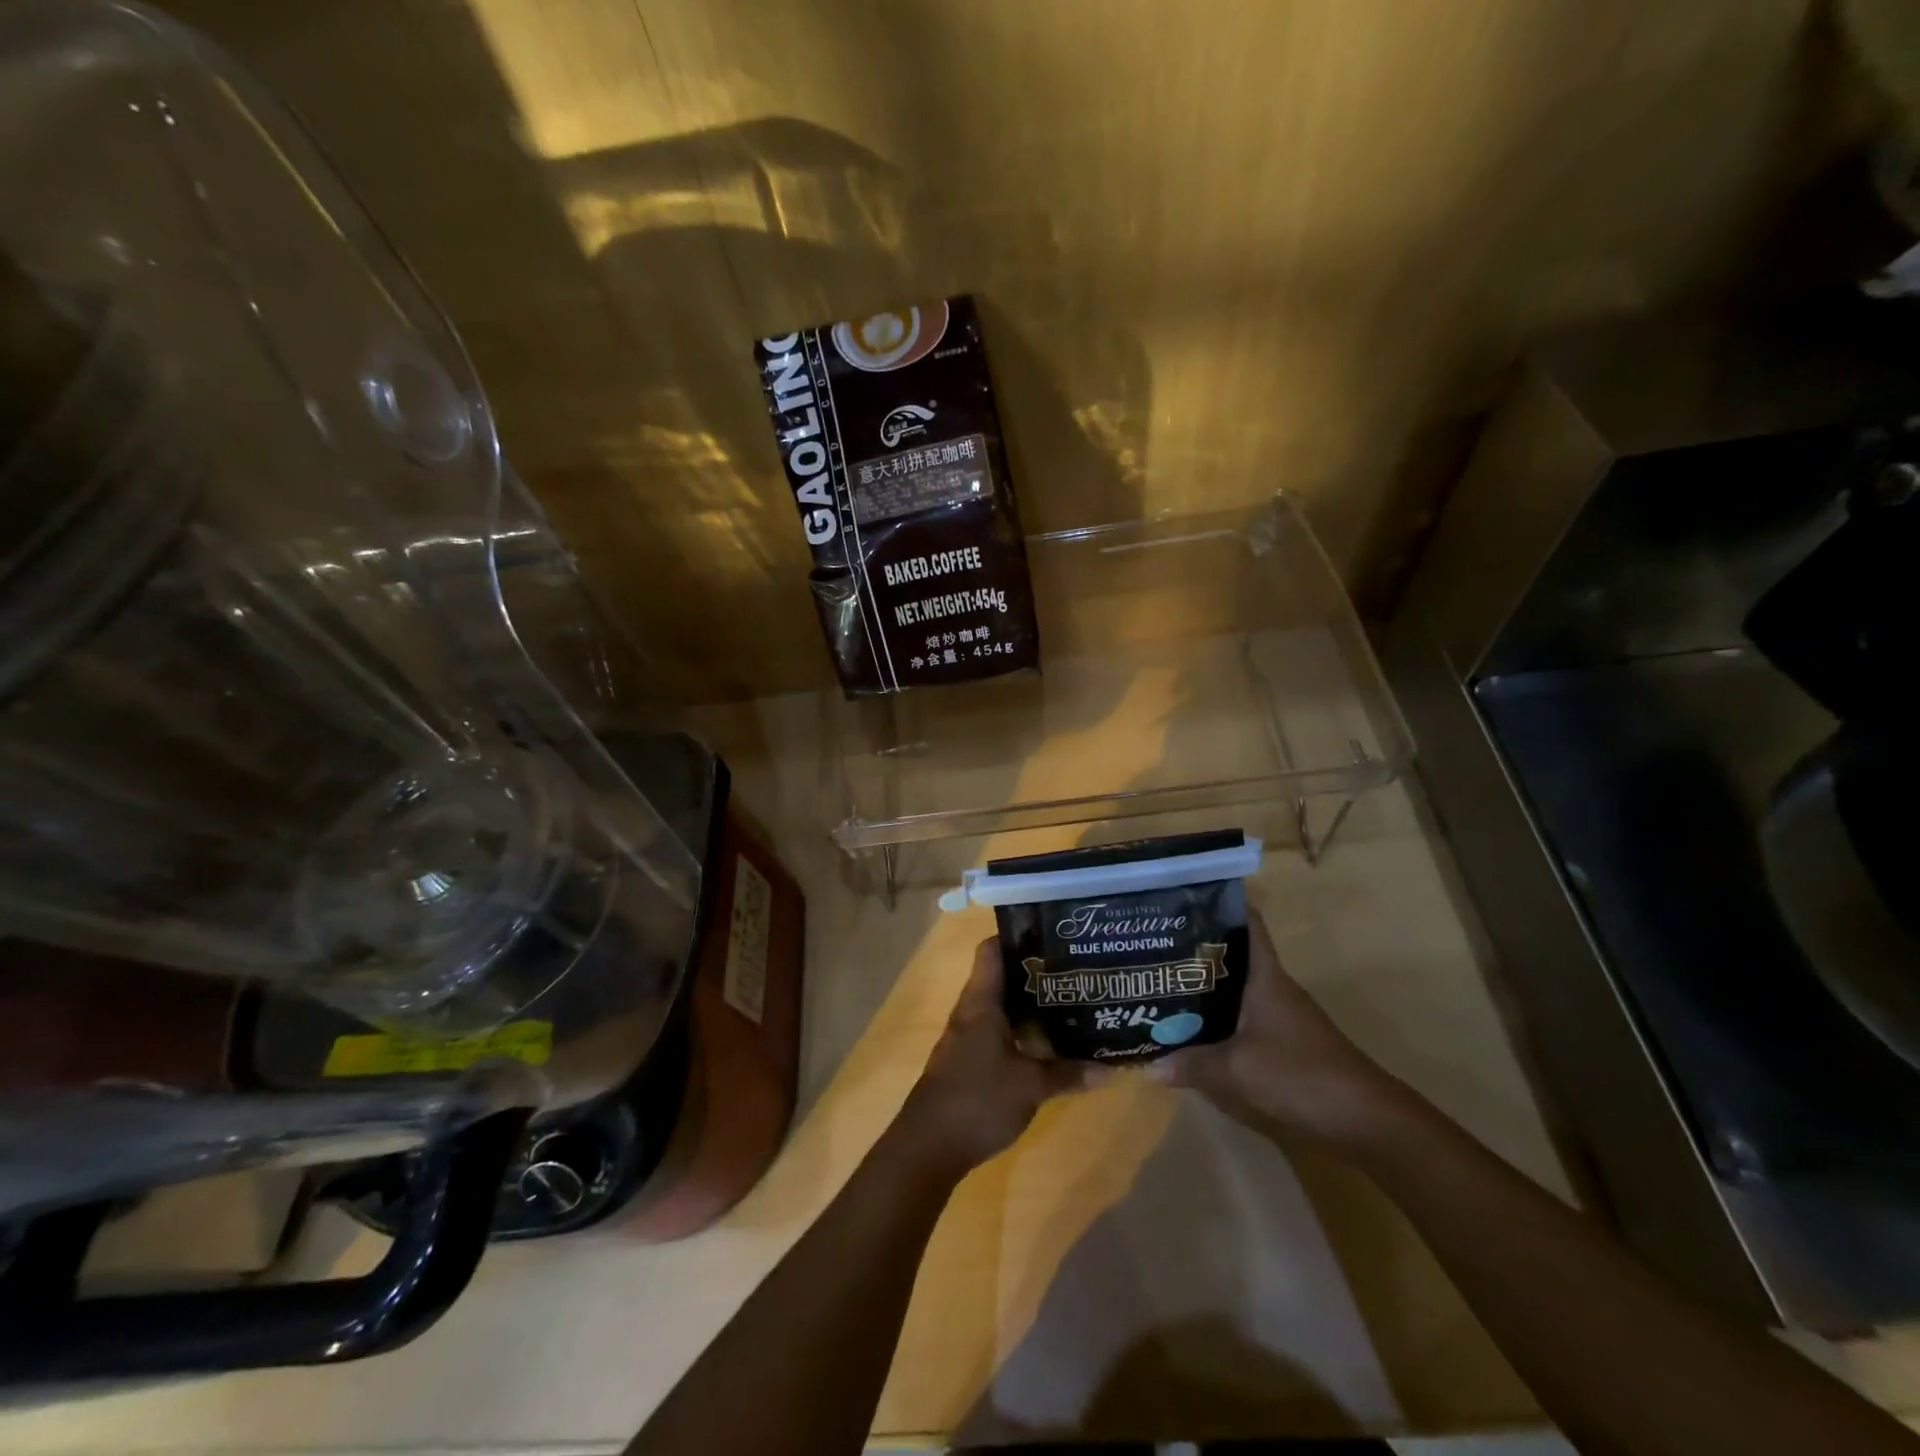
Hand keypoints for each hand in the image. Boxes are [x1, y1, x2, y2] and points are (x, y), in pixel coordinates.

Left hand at [899, 937, 1082, 1173]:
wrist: (928, 1147)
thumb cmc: (977, 1100)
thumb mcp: (1030, 1087)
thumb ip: (1068, 1073)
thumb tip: (1110, 1068)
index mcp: (980, 1002)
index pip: (992, 950)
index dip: (1018, 936)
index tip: (1052, 934)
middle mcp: (971, 1011)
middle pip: (1002, 977)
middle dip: (1035, 972)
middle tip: (1074, 970)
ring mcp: (966, 1037)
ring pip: (1001, 1006)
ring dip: (1029, 1004)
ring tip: (1069, 1000)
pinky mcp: (968, 1061)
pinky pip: (997, 1032)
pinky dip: (1021, 1030)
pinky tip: (1047, 1041)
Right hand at [1148, 910, 1404, 1146]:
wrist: (1364, 1119)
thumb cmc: (1298, 1074)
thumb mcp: (1235, 1071)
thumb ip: (1192, 1065)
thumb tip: (1152, 1066)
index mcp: (1266, 977)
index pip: (1248, 925)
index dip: (1223, 906)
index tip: (1187, 897)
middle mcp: (1275, 988)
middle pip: (1235, 958)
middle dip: (1199, 951)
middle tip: (1156, 946)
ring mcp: (1283, 1017)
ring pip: (1239, 990)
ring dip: (1208, 988)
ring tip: (1166, 986)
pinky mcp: (1287, 1044)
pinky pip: (1246, 1019)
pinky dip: (1222, 1019)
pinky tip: (1198, 1030)